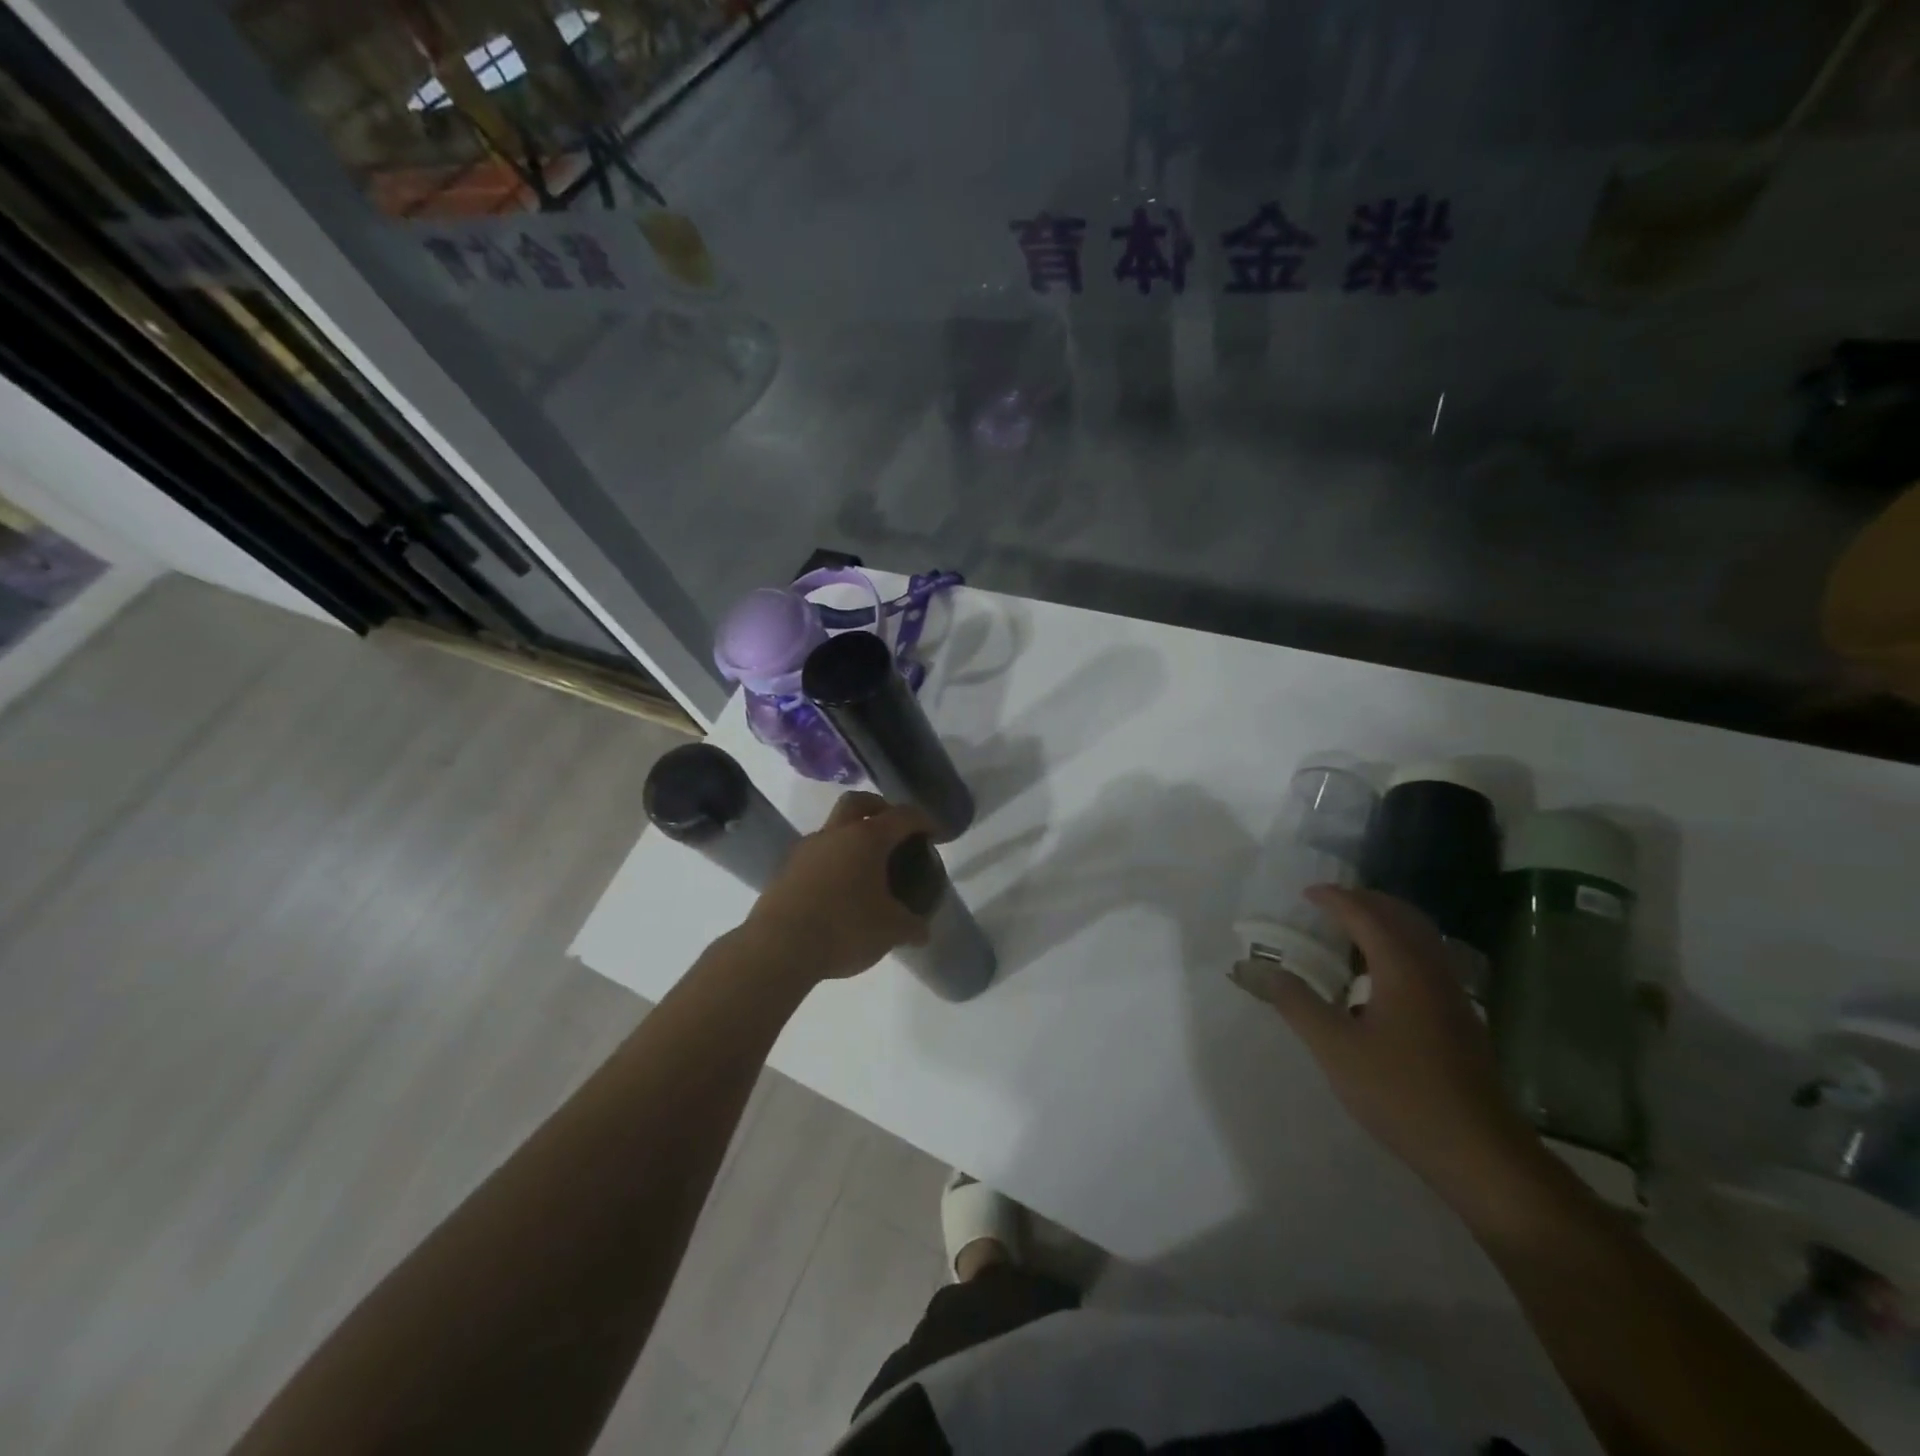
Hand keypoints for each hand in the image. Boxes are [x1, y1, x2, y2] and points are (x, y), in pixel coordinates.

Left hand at [742, 792, 935, 984]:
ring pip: (833, 829)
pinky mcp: (785, 871)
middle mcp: (835, 834)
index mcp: (867, 838)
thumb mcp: (891, 931)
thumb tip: (921, 931)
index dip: (923, 820)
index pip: (902, 816)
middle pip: (859, 802)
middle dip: (880, 808)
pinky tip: (839, 891)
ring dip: (851, 837)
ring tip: (866, 868)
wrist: (778, 947)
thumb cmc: (845, 928)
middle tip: (894, 829)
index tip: (934, 833)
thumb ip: (912, 926)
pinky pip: (816, 855)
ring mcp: (806, 850)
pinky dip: (832, 862)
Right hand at [1253, 885, 1546, 1209]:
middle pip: (1401, 915)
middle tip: (1328, 904)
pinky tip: (1378, 974)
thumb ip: (1295, 1003)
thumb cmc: (1401, 1093)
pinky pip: (1427, 958)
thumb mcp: (1335, 1048)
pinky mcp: (1459, 1017)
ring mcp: (1452, 994)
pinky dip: (1399, 945)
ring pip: (1419, 937)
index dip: (1334, 899)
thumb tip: (1257, 970)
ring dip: (1385, 922)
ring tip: (1350, 930)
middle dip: (1364, 901)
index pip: (1366, 914)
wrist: (1479, 1152)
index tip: (1305, 894)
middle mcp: (1432, 970)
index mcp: (1403, 968)